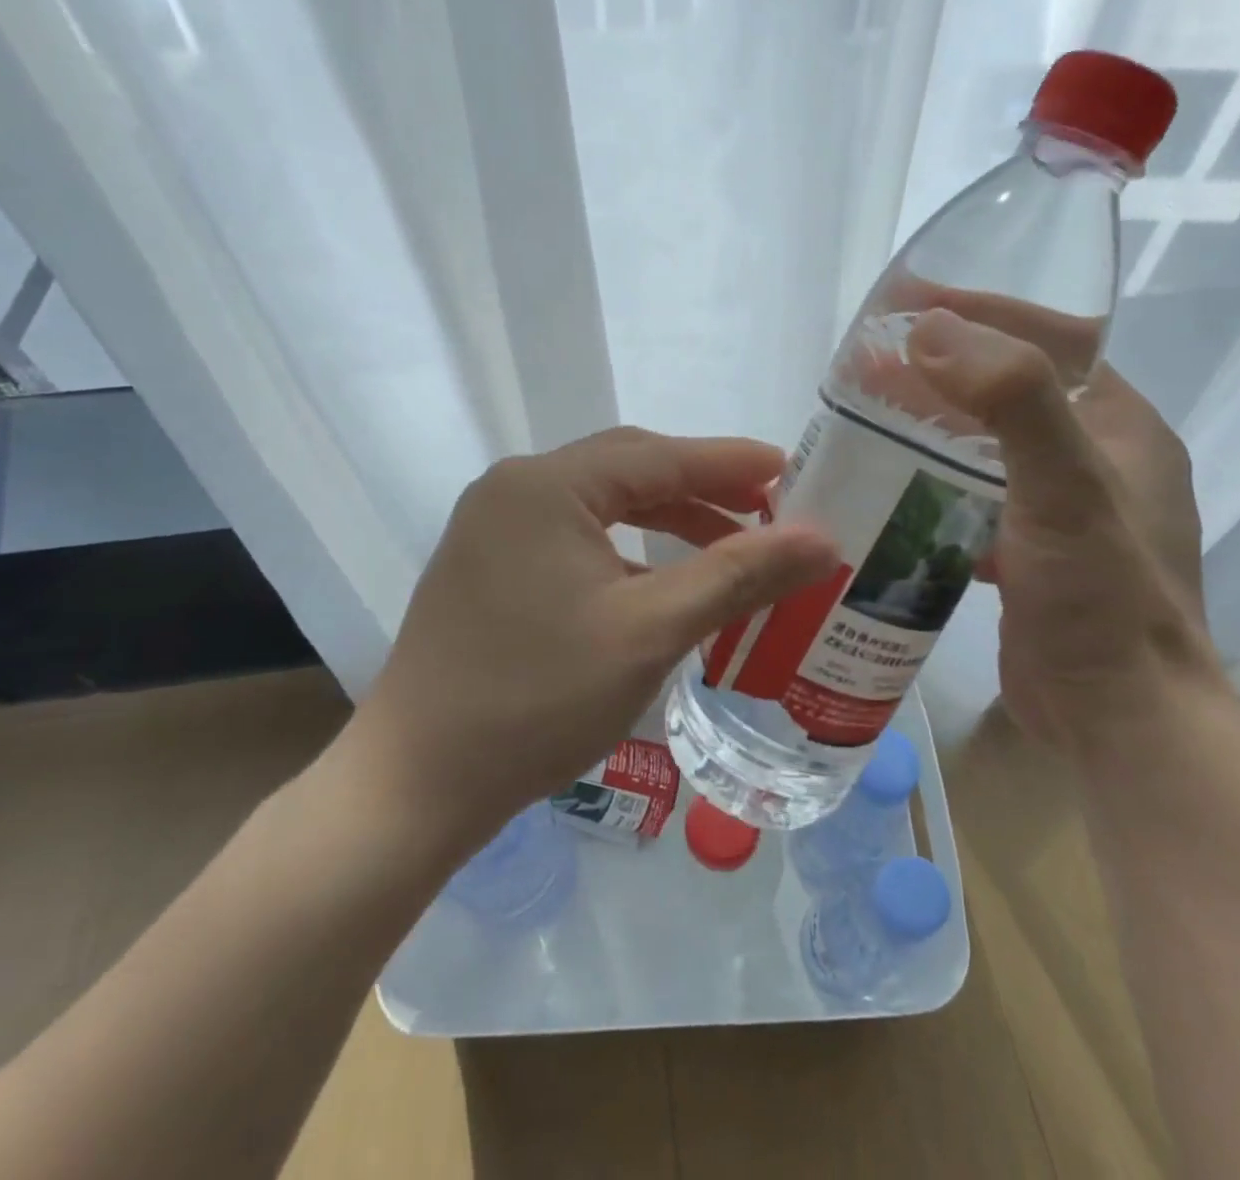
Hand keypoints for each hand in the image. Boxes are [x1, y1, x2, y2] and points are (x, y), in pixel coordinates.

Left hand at [329, 429, 839, 855]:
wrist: (416, 784)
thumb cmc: (536, 700)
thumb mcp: (650, 631)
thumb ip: (738, 574)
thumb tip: (822, 539)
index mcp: (545, 485)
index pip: (658, 455)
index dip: (730, 462)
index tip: (790, 468)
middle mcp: (514, 490)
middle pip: (627, 471)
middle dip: (700, 488)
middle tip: (766, 508)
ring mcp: (494, 528)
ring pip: (601, 506)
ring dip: (665, 520)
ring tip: (727, 546)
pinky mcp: (488, 567)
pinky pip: (574, 539)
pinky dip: (626, 552)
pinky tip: (661, 584)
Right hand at [906, 308, 1218, 748]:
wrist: (1119, 719)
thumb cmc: (1102, 598)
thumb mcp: (1067, 488)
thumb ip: (1011, 400)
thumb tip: (931, 330)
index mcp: (1120, 425)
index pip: (1049, 340)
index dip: (979, 311)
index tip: (907, 301)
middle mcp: (1096, 458)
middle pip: (1007, 390)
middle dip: (941, 369)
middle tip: (870, 362)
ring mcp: (1061, 509)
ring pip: (984, 444)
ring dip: (931, 424)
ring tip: (866, 413)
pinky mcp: (1028, 552)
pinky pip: (972, 494)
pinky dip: (932, 480)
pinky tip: (887, 484)